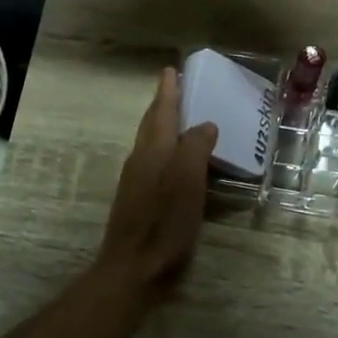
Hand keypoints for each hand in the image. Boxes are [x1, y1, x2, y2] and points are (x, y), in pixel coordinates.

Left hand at [98, 68, 215, 301]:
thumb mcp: (188, 181)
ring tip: (181, 118)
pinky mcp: (140, 199)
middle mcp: (141, 159)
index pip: (161, 111)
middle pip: (151, 124)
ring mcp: (137, 180)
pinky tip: (178, 160)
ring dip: (163, 125)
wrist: (134, 267)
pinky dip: (167, 149)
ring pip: (151, 142)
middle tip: (176, 87)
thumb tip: (204, 124)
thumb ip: (195, 147)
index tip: (171, 70)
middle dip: (163, 104)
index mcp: (153, 150)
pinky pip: (154, 161)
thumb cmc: (164, 222)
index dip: (168, 91)